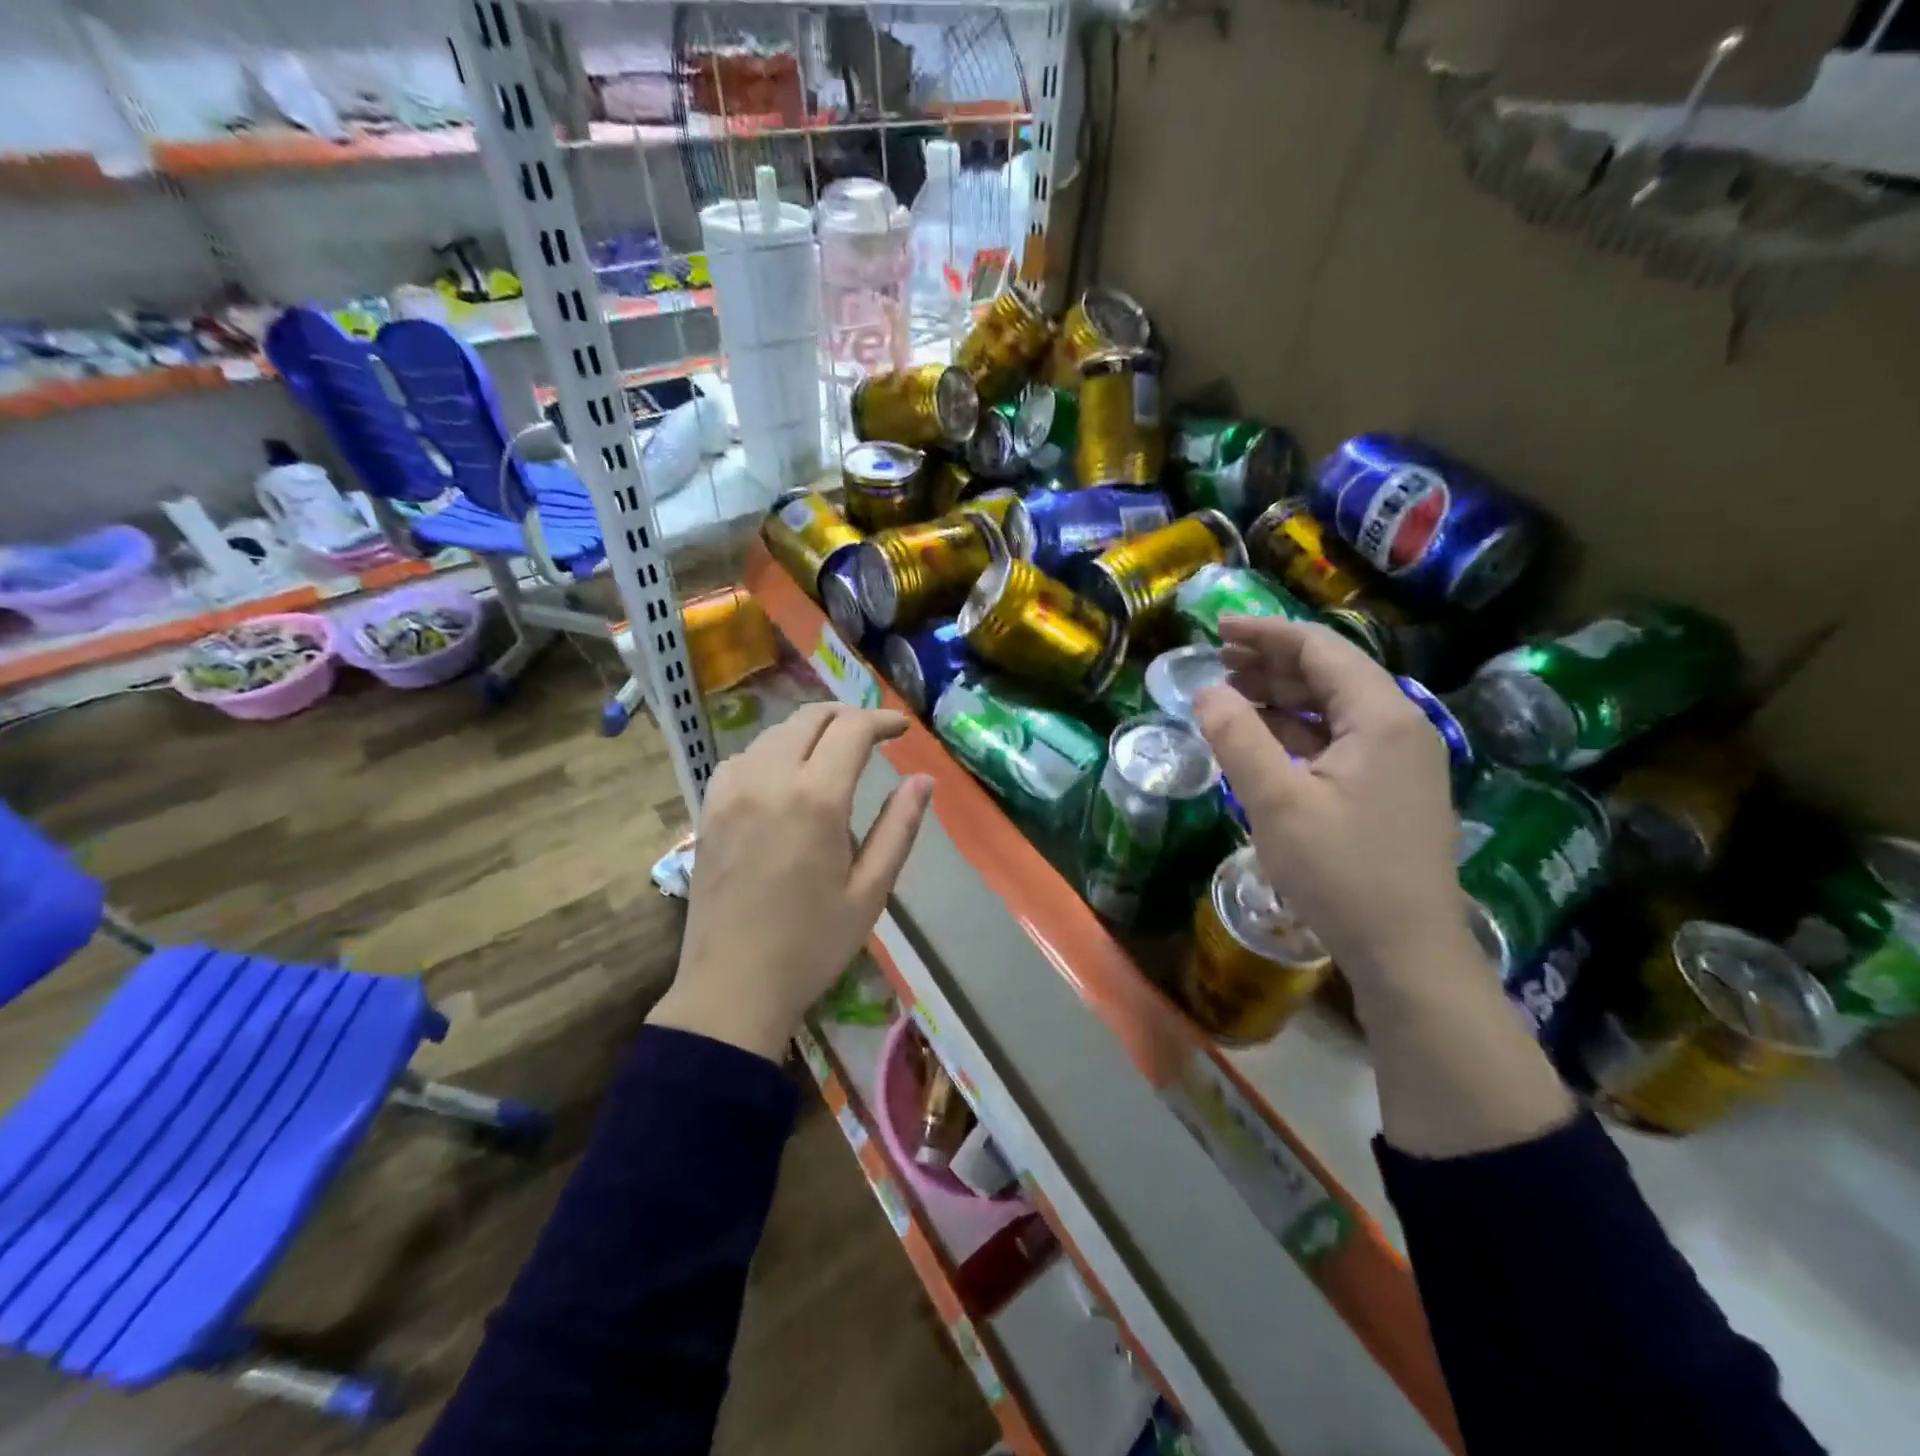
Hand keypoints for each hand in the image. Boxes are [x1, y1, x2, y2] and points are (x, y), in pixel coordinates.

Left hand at [650, 703, 933, 1060]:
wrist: (731, 987)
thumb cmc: (812, 944)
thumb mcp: (871, 891)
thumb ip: (899, 827)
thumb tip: (923, 780)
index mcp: (815, 799)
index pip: (852, 730)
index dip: (882, 720)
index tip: (903, 729)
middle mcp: (769, 779)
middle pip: (810, 718)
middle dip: (847, 716)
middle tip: (873, 734)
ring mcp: (731, 790)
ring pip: (775, 732)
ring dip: (810, 731)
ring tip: (834, 753)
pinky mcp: (708, 808)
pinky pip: (743, 757)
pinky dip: (772, 751)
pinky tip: (785, 776)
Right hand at [1192, 617, 1473, 988]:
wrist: (1406, 952)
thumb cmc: (1342, 872)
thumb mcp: (1277, 802)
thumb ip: (1238, 738)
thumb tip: (1207, 692)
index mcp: (1383, 717)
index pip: (1321, 649)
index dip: (1266, 634)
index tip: (1217, 629)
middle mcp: (1400, 727)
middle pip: (1331, 674)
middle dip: (1272, 663)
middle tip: (1217, 664)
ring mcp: (1399, 761)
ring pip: (1334, 709)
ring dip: (1282, 697)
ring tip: (1231, 696)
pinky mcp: (1389, 791)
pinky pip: (1339, 741)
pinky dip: (1297, 732)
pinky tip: (1262, 740)